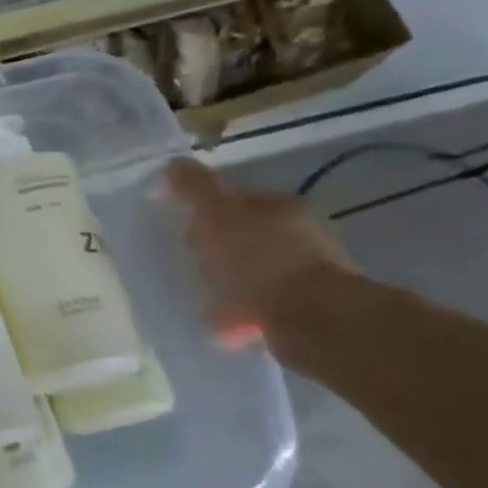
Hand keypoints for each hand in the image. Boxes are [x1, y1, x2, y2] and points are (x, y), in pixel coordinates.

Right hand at [164, 158, 354, 350]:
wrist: (313, 319)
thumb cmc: (260, 260)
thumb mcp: (218, 215)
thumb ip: (195, 188)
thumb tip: (174, 163)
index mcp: (281, 207)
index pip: (236, 200)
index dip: (205, 211)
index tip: (182, 228)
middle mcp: (300, 235)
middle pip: (244, 235)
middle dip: (215, 248)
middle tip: (188, 263)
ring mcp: (306, 274)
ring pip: (252, 271)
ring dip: (227, 282)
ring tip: (200, 297)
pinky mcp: (305, 310)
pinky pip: (260, 305)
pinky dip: (240, 312)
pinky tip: (222, 324)